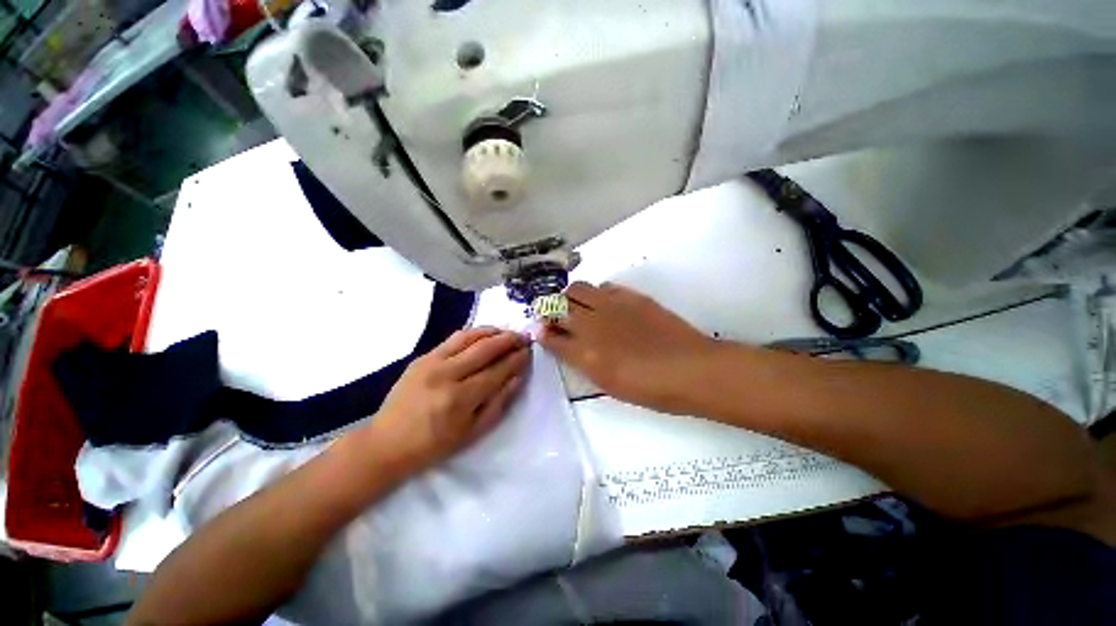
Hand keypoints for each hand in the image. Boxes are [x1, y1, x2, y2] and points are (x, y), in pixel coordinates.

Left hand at [371, 328, 529, 469]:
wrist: (387, 443)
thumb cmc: (434, 445)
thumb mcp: (473, 432)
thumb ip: (499, 402)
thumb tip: (518, 376)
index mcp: (460, 398)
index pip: (498, 370)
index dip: (517, 359)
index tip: (529, 351)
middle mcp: (447, 374)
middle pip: (486, 348)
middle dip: (509, 340)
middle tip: (524, 337)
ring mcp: (432, 362)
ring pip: (470, 337)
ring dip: (493, 331)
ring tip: (507, 332)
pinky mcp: (423, 357)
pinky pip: (454, 338)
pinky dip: (474, 333)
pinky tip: (484, 334)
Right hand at [539, 282, 721, 413]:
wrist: (690, 369)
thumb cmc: (649, 389)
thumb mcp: (607, 384)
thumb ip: (582, 362)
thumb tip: (565, 345)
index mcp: (584, 353)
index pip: (550, 336)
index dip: (542, 332)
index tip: (541, 331)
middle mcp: (591, 324)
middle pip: (556, 305)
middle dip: (550, 309)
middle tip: (555, 316)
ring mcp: (611, 306)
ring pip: (576, 288)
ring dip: (570, 297)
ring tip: (578, 306)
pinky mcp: (630, 296)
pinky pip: (604, 286)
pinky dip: (596, 293)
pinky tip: (604, 304)